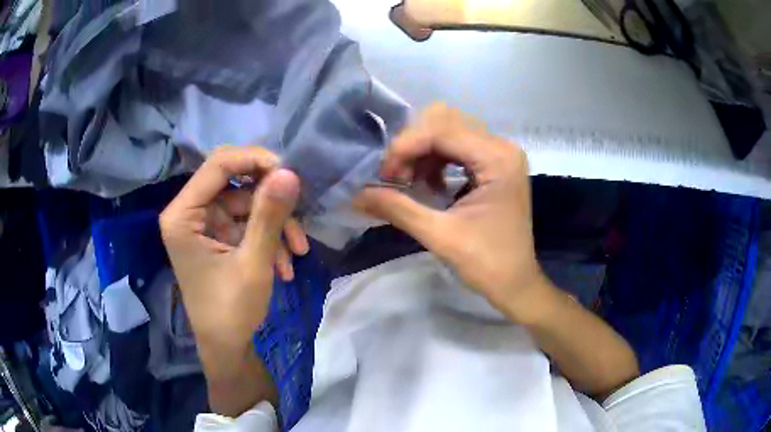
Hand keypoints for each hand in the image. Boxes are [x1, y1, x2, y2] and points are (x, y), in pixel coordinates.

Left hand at [160, 146, 308, 349]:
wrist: (226, 347)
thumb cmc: (231, 311)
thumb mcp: (253, 263)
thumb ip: (269, 216)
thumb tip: (290, 172)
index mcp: (183, 215)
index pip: (218, 165)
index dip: (254, 160)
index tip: (290, 172)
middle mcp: (189, 212)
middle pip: (233, 181)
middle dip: (269, 198)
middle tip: (299, 208)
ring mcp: (203, 224)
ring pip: (246, 203)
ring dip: (274, 224)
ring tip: (297, 253)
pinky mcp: (216, 236)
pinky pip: (246, 222)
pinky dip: (268, 238)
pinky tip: (285, 265)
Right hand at [356, 104, 547, 321]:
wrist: (515, 282)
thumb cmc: (486, 263)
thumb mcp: (439, 235)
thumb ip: (397, 209)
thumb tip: (355, 195)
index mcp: (497, 159)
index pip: (442, 130)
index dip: (405, 146)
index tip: (383, 175)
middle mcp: (501, 147)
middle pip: (445, 120)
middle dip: (413, 144)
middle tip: (396, 177)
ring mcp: (499, 153)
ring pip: (449, 129)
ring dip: (421, 150)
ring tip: (408, 182)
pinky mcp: (494, 163)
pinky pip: (457, 145)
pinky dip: (434, 158)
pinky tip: (427, 183)